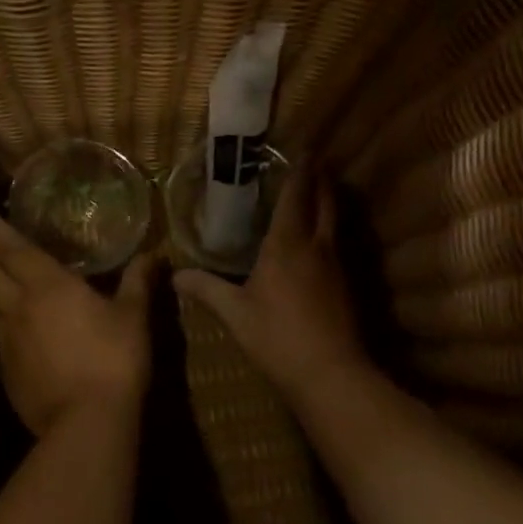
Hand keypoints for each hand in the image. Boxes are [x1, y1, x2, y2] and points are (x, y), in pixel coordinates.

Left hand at [0, 210, 155, 436]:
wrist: (85, 422)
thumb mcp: (133, 316)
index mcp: (47, 285)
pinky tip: (8, 325)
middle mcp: (18, 307)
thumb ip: (137, 282)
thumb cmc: (113, 358)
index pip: (13, 249)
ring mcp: (7, 342)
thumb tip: (153, 254)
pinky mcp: (5, 372)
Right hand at [172, 168, 366, 398]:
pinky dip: (330, 230)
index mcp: (287, 244)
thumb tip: (175, 275)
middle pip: (325, 201)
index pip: (296, 196)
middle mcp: (316, 246)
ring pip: (334, 222)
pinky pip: (337, 245)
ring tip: (320, 191)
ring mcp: (336, 265)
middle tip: (315, 162)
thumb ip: (206, 290)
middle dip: (321, 179)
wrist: (331, 373)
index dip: (300, 171)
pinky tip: (320, 243)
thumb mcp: (235, 314)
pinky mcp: (347, 286)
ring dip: (329, 202)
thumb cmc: (278, 337)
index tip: (303, 149)